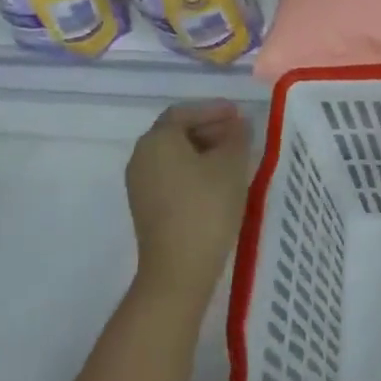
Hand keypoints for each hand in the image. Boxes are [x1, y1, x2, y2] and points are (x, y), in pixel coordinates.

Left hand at [126, 101, 252, 307]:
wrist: (178, 270)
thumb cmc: (206, 207)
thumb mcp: (231, 165)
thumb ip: (237, 137)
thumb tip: (238, 124)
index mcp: (157, 139)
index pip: (185, 112)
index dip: (213, 110)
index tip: (239, 115)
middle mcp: (141, 157)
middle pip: (177, 132)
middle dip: (210, 129)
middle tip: (240, 135)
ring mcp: (140, 185)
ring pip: (174, 155)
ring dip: (203, 151)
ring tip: (234, 159)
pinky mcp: (146, 208)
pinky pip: (171, 176)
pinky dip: (193, 170)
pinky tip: (218, 182)